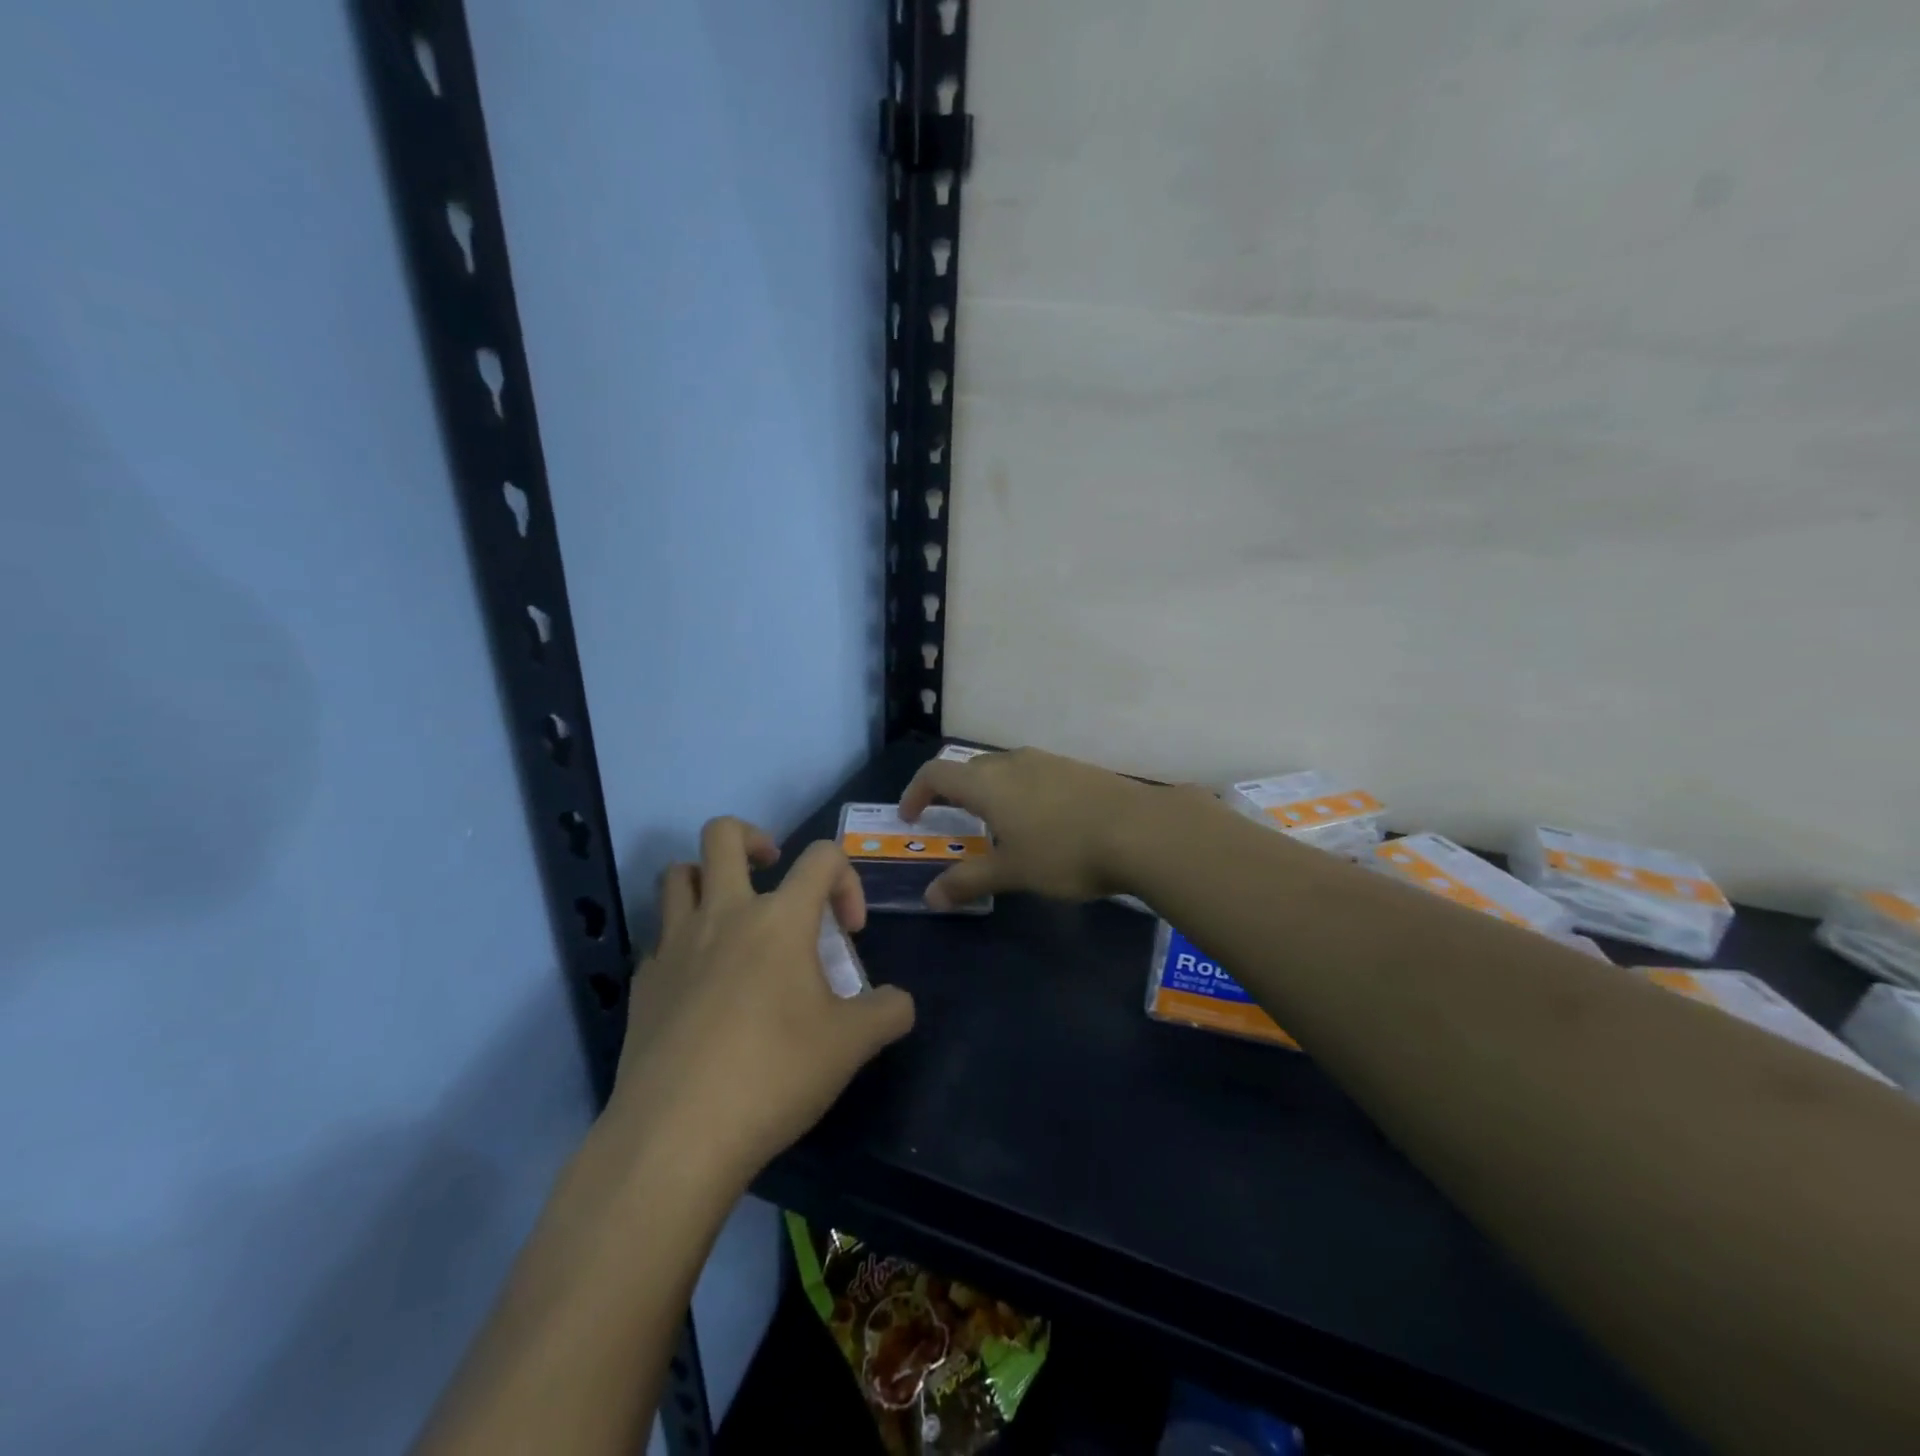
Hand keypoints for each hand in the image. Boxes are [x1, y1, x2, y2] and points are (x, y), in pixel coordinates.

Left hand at [608, 817, 915, 1188]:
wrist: (678, 1136)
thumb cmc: (775, 1074)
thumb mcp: (853, 1045)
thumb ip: (889, 1012)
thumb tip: (899, 1003)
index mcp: (780, 918)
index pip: (822, 856)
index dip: (846, 880)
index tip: (849, 931)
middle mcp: (723, 914)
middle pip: (723, 835)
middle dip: (754, 839)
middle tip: (774, 873)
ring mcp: (674, 945)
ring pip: (676, 875)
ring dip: (705, 879)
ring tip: (731, 914)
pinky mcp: (642, 982)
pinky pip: (659, 937)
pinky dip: (682, 941)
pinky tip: (701, 983)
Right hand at [899, 747, 1152, 908]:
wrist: (1141, 830)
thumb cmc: (1065, 852)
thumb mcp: (1013, 871)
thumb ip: (969, 880)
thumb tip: (931, 896)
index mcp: (988, 784)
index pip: (935, 773)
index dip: (916, 792)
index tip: (910, 816)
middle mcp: (1013, 763)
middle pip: (968, 768)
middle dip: (952, 791)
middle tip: (951, 820)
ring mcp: (1047, 761)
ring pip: (1003, 768)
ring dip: (988, 790)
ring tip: (995, 824)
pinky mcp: (1075, 768)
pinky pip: (1032, 773)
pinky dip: (1019, 791)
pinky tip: (1039, 820)